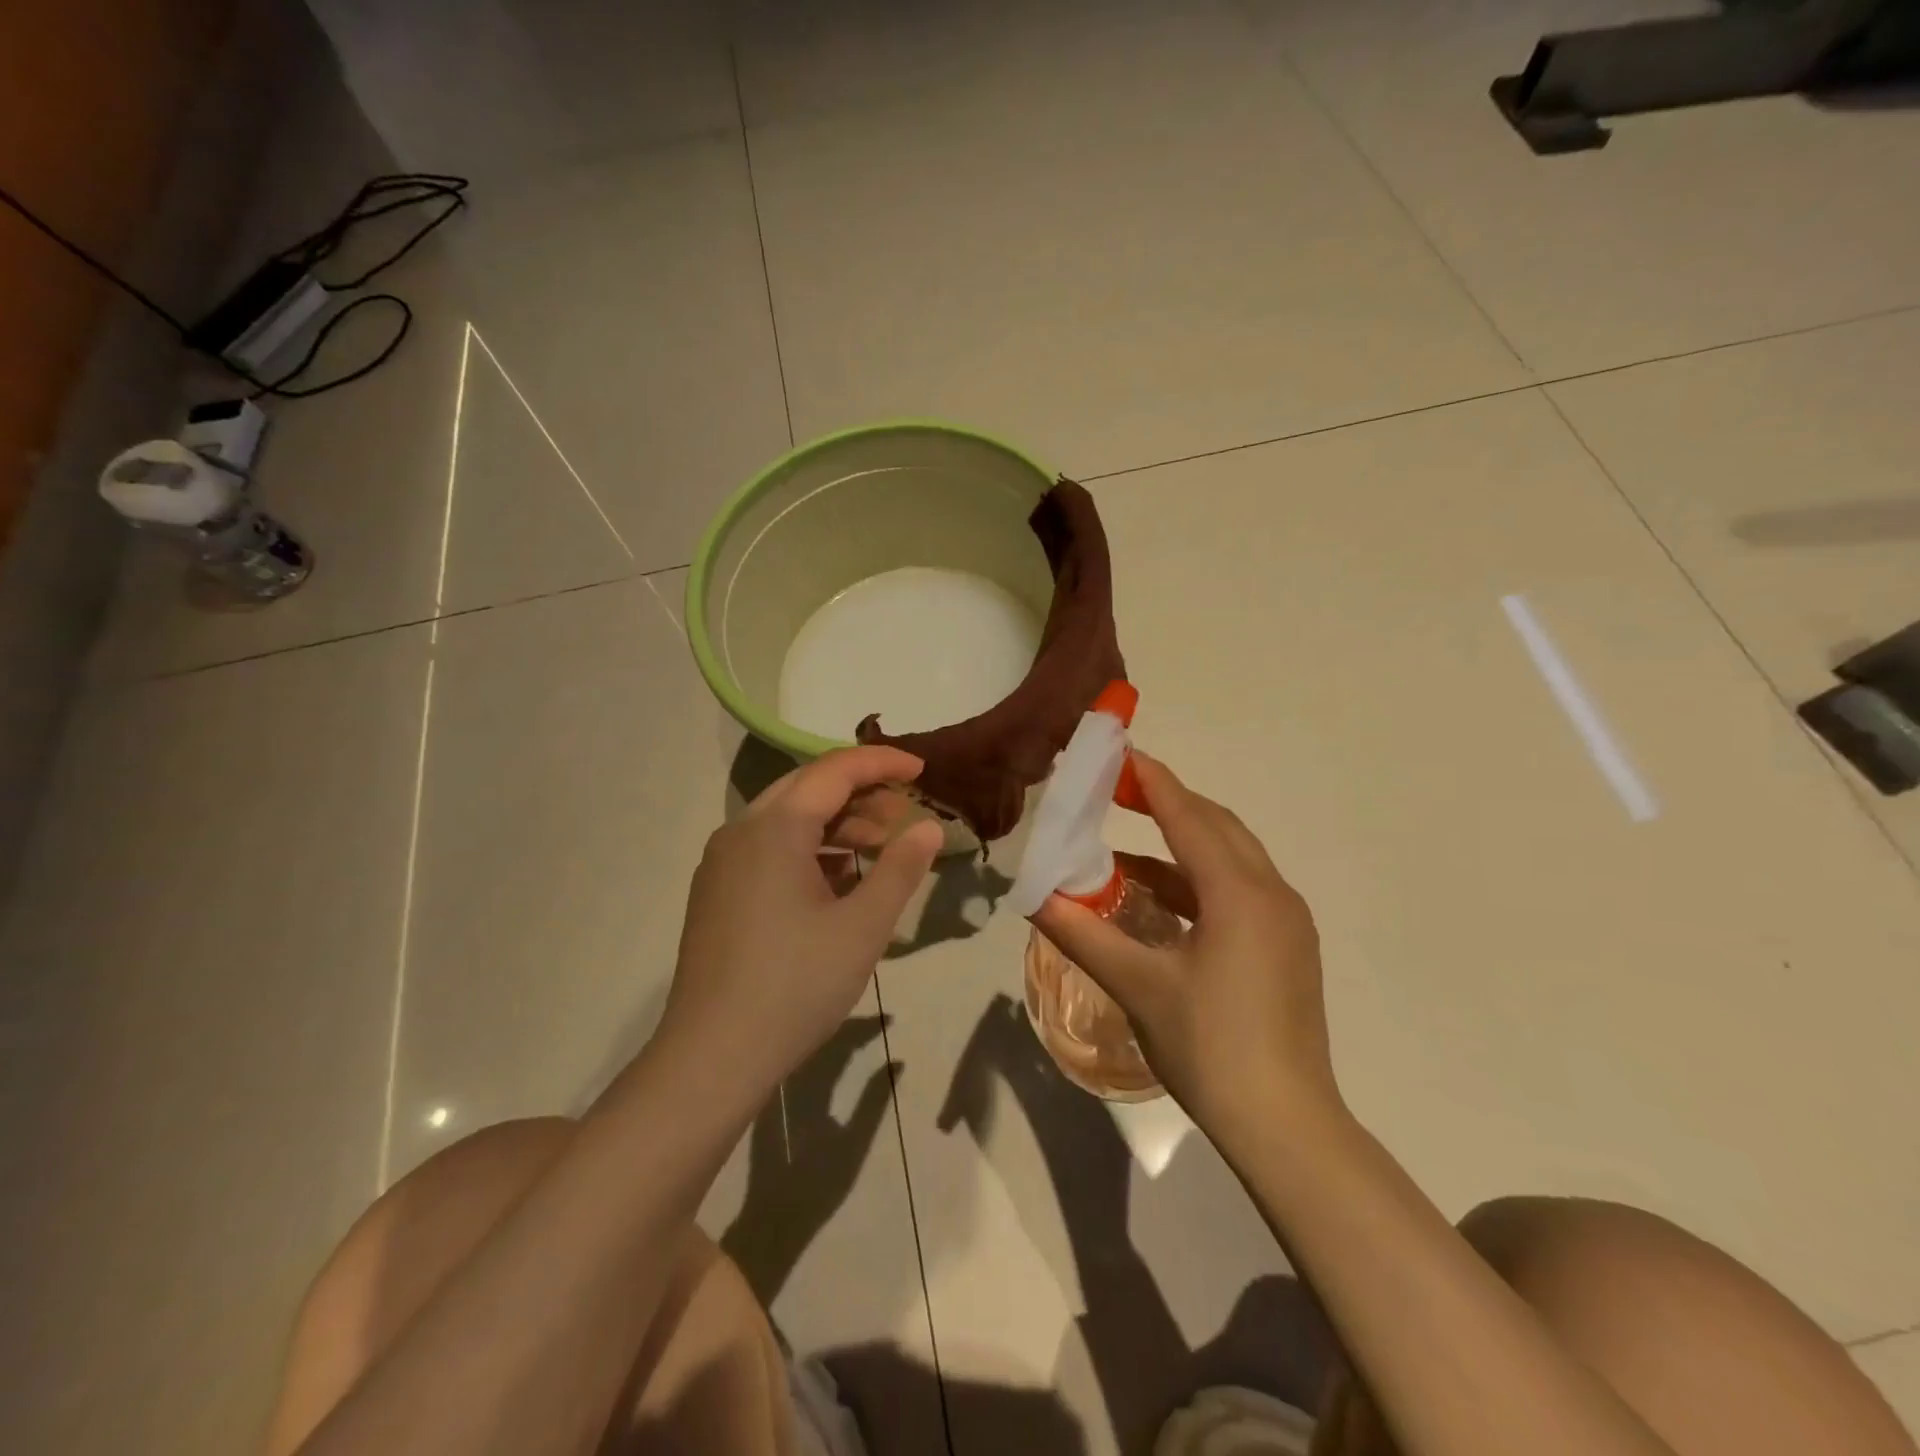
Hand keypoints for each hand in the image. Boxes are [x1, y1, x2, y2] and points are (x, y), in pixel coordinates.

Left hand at [661, 746, 942, 1099]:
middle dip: (860, 792)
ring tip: (879, 848)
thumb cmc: (796, 986)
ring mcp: (722, 862)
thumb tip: (928, 827)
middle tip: (904, 813)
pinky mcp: (717, 892)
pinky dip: (809, 850)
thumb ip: (900, 868)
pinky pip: (769, 849)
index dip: (882, 763)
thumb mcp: (863, 927)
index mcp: (775, 828)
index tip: (922, 769)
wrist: (712, 1056)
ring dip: (836, 824)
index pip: (835, 771)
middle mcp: (741, 831)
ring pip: (787, 819)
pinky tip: (838, 881)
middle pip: (808, 788)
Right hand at [1030, 752, 1339, 1138]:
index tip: (1121, 752)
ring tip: (1126, 847)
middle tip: (1119, 788)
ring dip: (1182, 843)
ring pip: (1231, 858)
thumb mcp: (1138, 985)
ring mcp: (1286, 922)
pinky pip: (1239, 890)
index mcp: (1239, 893)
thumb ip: (1082, 933)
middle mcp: (1272, 894)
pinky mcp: (1288, 947)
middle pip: (1217, 826)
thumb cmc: (1210, 1047)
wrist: (1286, 1125)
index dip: (1152, 782)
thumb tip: (1033, 896)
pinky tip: (1160, 900)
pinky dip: (1198, 881)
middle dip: (1169, 802)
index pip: (1188, 817)